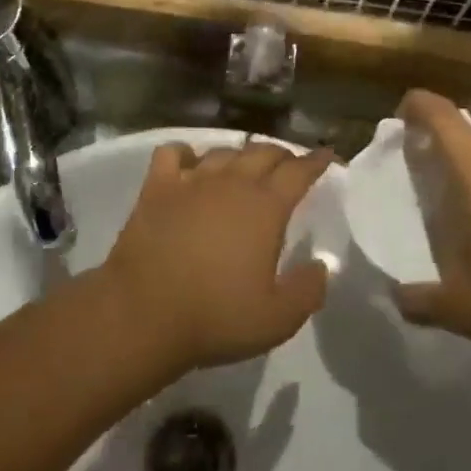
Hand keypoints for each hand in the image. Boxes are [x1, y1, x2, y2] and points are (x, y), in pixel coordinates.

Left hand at [105, 141, 335, 370]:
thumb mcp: (277, 319)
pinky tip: (190, 166)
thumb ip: (307, 290)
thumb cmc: (215, 317)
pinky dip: (186, 154)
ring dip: (240, 156)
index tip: (327, 156)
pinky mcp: (157, 187)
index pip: (299, 171)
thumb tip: (321, 265)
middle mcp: (232, 182)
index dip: (316, 161)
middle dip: (282, 155)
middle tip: (289, 167)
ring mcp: (192, 180)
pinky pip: (174, 153)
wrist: (143, 314)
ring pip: (223, 151)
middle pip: (263, 152)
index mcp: (265, 207)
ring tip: (244, 169)